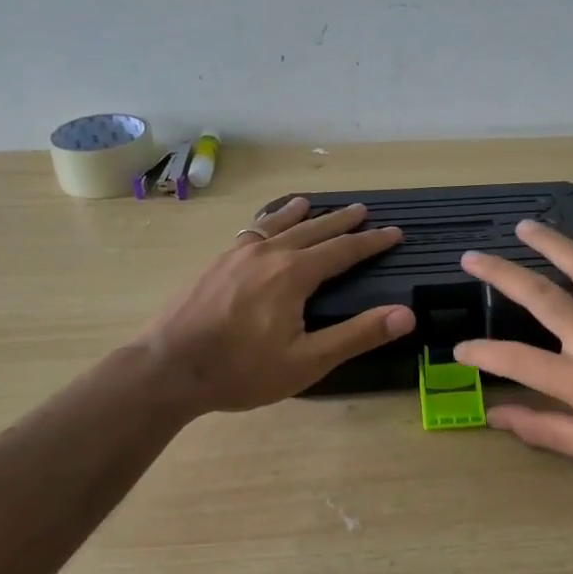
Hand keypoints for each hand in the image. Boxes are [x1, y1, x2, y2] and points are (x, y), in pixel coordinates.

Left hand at [137, 197, 414, 415]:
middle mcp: (268, 253)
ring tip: (311, 204)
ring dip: (300, 214)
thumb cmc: (241, 370)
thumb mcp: (307, 362)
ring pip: (276, 224)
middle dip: (341, 221)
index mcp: (294, 274)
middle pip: (313, 229)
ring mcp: (236, 254)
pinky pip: (249, 231)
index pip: (343, 250)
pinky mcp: (215, 263)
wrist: (167, 368)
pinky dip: (266, 222)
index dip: (371, 242)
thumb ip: (357, 335)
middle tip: (363, 211)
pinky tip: (261, 228)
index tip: (394, 233)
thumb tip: (405, 314)